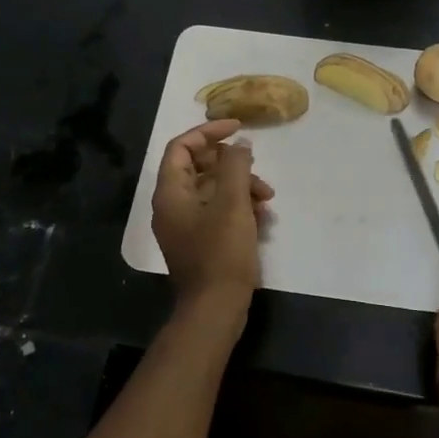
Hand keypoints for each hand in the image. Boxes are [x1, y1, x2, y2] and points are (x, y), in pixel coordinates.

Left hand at [150, 119, 273, 329]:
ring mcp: (185, 226)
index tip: (238, 128)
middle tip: (257, 168)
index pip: (182, 147)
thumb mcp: (232, 202)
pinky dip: (239, 207)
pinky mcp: (200, 242)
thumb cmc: (221, 252)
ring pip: (213, 190)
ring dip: (241, 187)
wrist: (216, 309)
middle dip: (232, 164)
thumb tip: (239, 144)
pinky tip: (262, 217)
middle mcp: (172, 206)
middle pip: (199, 167)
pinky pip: (218, 212)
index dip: (209, 131)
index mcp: (171, 193)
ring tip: (267, 199)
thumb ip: (235, 165)